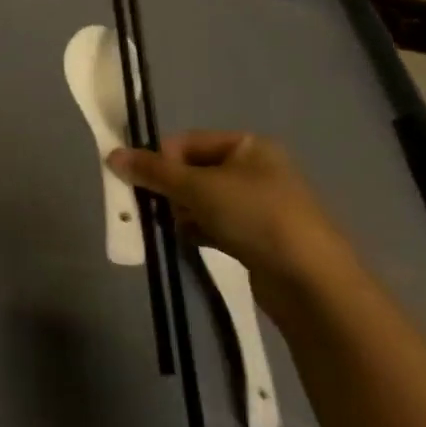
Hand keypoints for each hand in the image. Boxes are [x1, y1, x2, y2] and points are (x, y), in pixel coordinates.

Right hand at [109, 132, 354, 306]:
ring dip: (182, 213)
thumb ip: (153, 171)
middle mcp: (255, 169)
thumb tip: (111, 155)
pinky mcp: (259, 238)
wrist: (313, 284)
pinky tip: (190, 243)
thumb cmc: (256, 217)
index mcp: (247, 146)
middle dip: (170, 190)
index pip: (186, 142)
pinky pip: (215, 225)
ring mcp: (259, 206)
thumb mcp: (198, 187)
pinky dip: (198, 231)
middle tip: (153, 208)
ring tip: (174, 229)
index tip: (144, 183)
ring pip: (202, 200)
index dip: (161, 161)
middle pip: (192, 171)